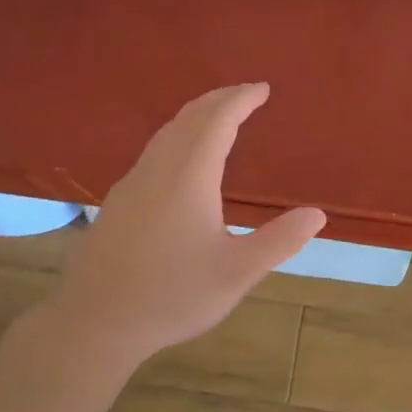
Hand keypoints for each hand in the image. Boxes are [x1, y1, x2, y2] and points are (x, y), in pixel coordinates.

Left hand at [51, 84, 325, 371]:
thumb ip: (279, 241)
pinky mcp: (118, 201)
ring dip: (196, 116)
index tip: (262, 88)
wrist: (94, 323)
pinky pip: (154, 151)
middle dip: (219, 99)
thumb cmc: (172, 295)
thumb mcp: (236, 273)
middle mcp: (158, 169)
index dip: (240, 100)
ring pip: (166, 132)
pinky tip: (182, 159)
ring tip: (219, 117)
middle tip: (245, 94)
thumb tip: (317, 215)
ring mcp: (132, 183)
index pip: (218, 121)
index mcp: (189, 177)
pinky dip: (178, 136)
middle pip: (189, 118)